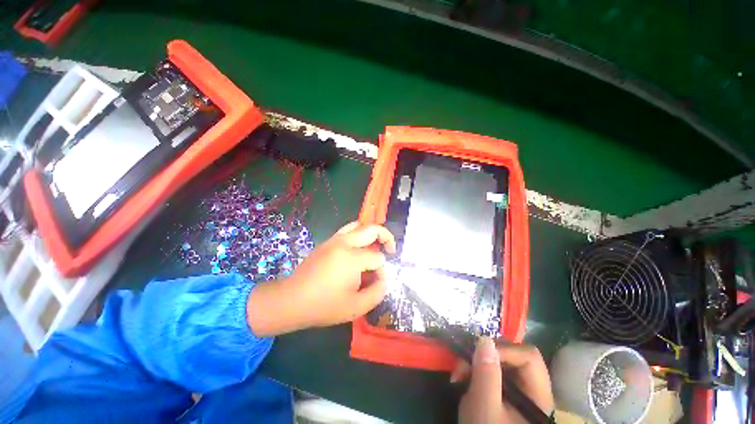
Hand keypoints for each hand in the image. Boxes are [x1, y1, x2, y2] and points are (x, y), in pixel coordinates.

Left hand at [246, 222, 395, 335]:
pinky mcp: (327, 242)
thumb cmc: (324, 306)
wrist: (291, 300)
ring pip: (358, 225)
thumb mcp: (356, 307)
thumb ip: (377, 292)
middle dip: (386, 237)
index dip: (383, 270)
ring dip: (371, 233)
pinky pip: (347, 230)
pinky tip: (358, 249)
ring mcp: (334, 240)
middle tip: (390, 249)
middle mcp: (344, 243)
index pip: (378, 258)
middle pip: (372, 229)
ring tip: (376, 245)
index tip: (379, 282)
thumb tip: (386, 279)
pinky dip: (358, 234)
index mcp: (352, 258)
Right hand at [455, 338, 554, 423]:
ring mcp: (519, 390)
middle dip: (485, 354)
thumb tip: (484, 339)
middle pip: (514, 355)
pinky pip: (493, 369)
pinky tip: (465, 378)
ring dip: (478, 361)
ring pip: (501, 360)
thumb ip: (486, 375)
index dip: (503, 350)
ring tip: (460, 374)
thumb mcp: (484, 409)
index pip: (528, 357)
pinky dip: (477, 369)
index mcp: (538, 396)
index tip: (476, 354)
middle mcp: (533, 389)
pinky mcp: (505, 391)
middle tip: (463, 364)